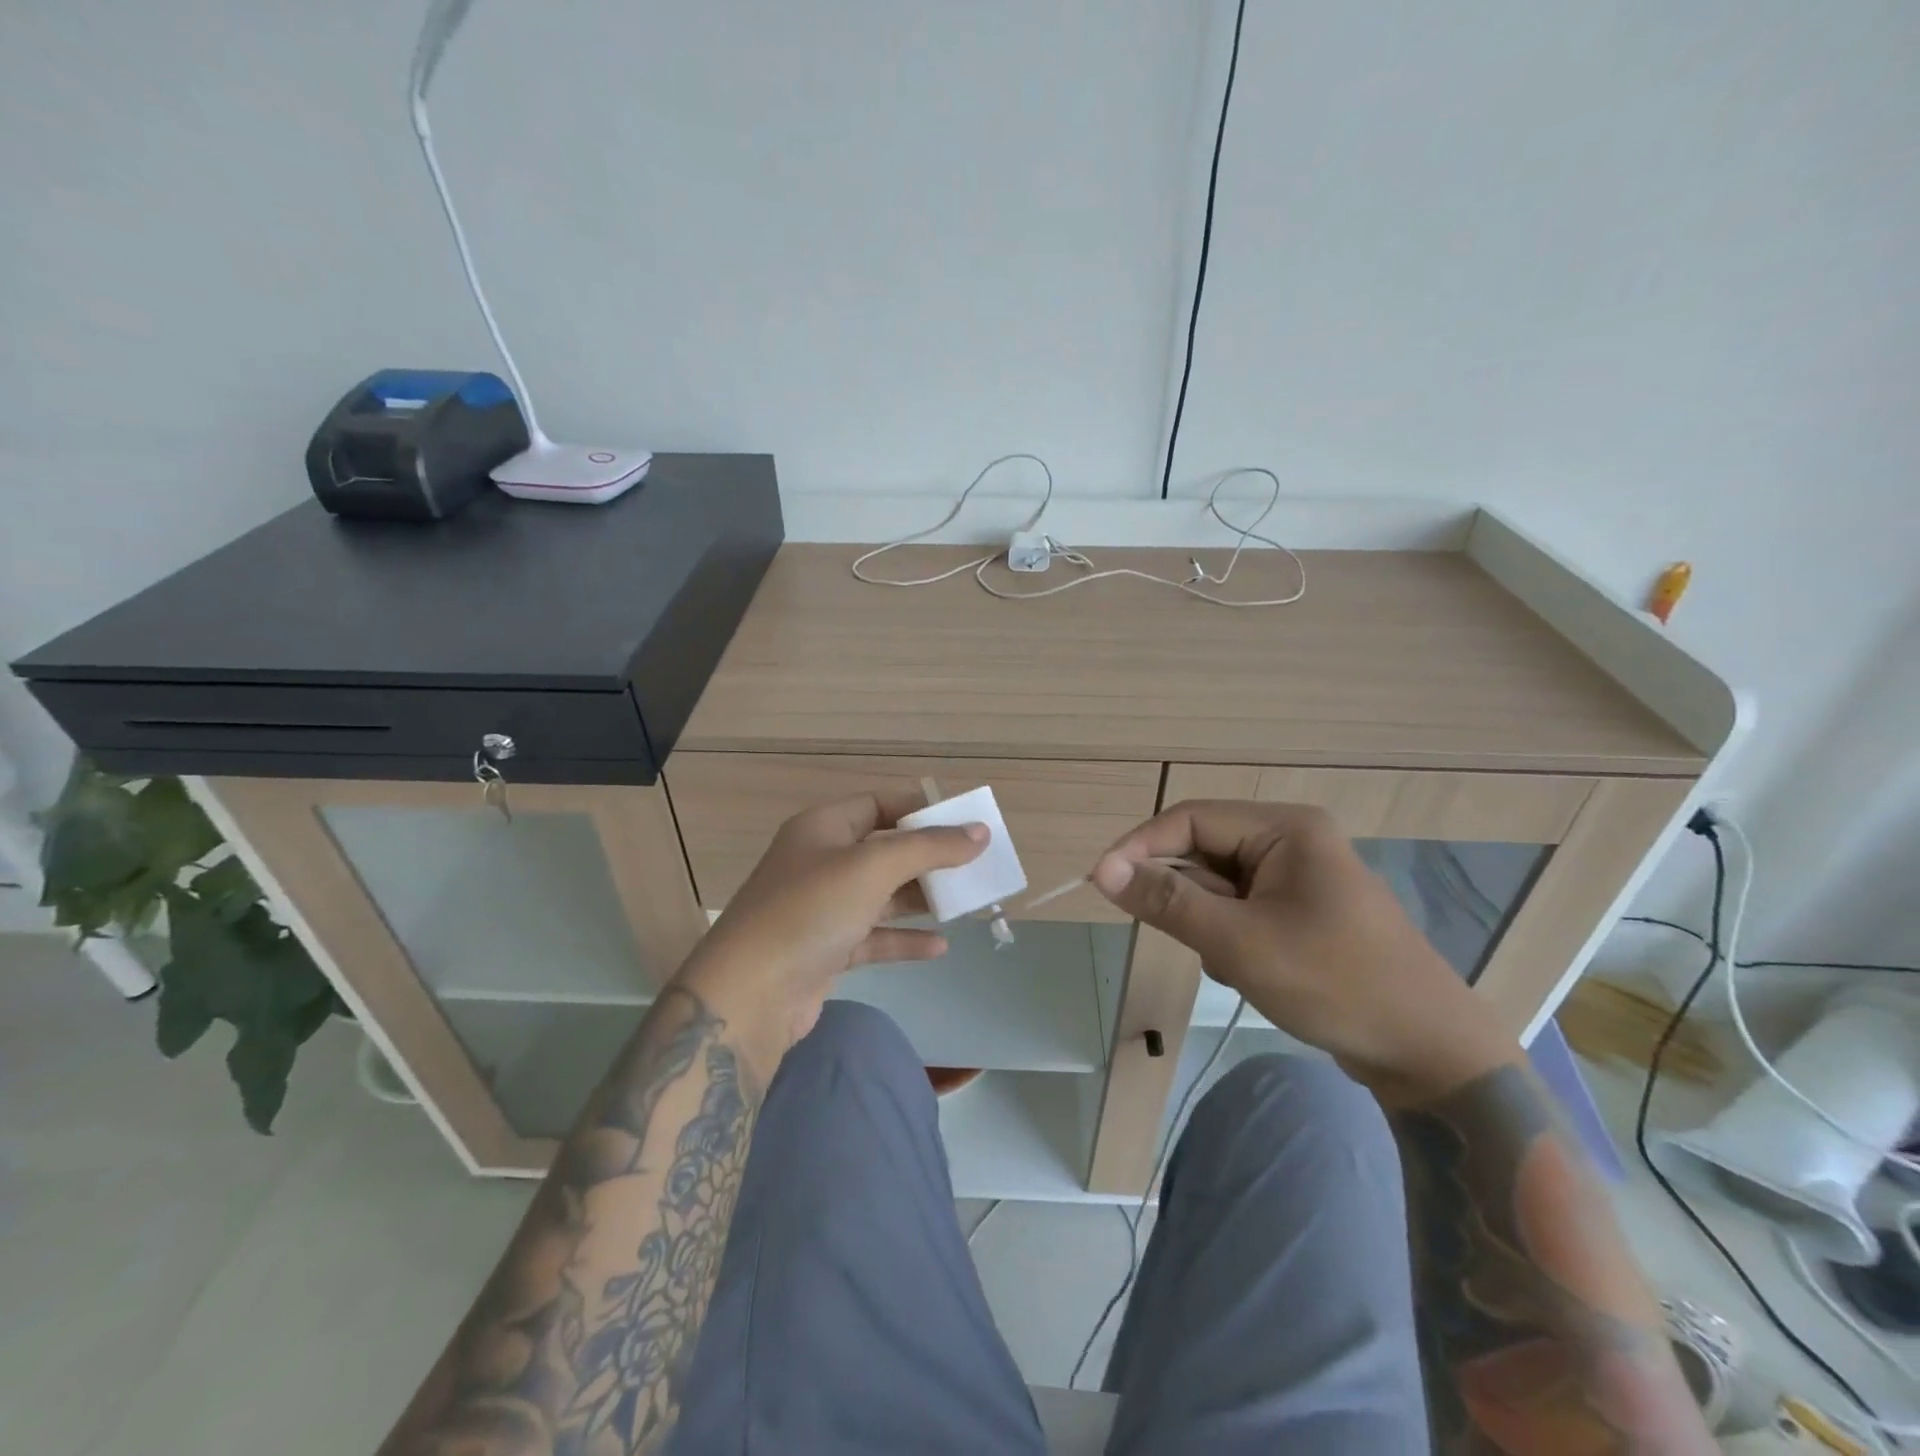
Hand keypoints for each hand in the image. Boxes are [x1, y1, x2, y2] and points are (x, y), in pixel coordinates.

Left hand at [675, 788, 986, 1077]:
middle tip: (974, 867)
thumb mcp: (872, 867)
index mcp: (823, 827)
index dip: (920, 811)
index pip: (878, 804)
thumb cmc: (811, 910)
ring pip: (882, 896)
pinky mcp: (826, 950)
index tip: (964, 823)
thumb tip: (979, 832)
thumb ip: (929, 848)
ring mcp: (822, 908)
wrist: (750, 995)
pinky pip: (874, 937)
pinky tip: (939, 946)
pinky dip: (904, 940)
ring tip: (966, 904)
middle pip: (884, 851)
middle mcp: (821, 862)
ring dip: (920, 899)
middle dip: (928, 859)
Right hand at [1092, 800, 1515, 1100]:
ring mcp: (1297, 877)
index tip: (1100, 882)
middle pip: (1203, 851)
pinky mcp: (1299, 911)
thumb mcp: (1239, 942)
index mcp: (1284, 828)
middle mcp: (1290, 841)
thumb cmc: (1335, 983)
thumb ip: (1168, 901)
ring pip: (1217, 885)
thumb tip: (1103, 871)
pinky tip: (1251, 973)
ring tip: (1234, 964)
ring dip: (1207, 923)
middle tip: (1179, 938)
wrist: (1429, 1053)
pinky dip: (1229, 938)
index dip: (1140, 847)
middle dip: (1183, 896)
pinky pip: (1239, 910)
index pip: (1189, 819)